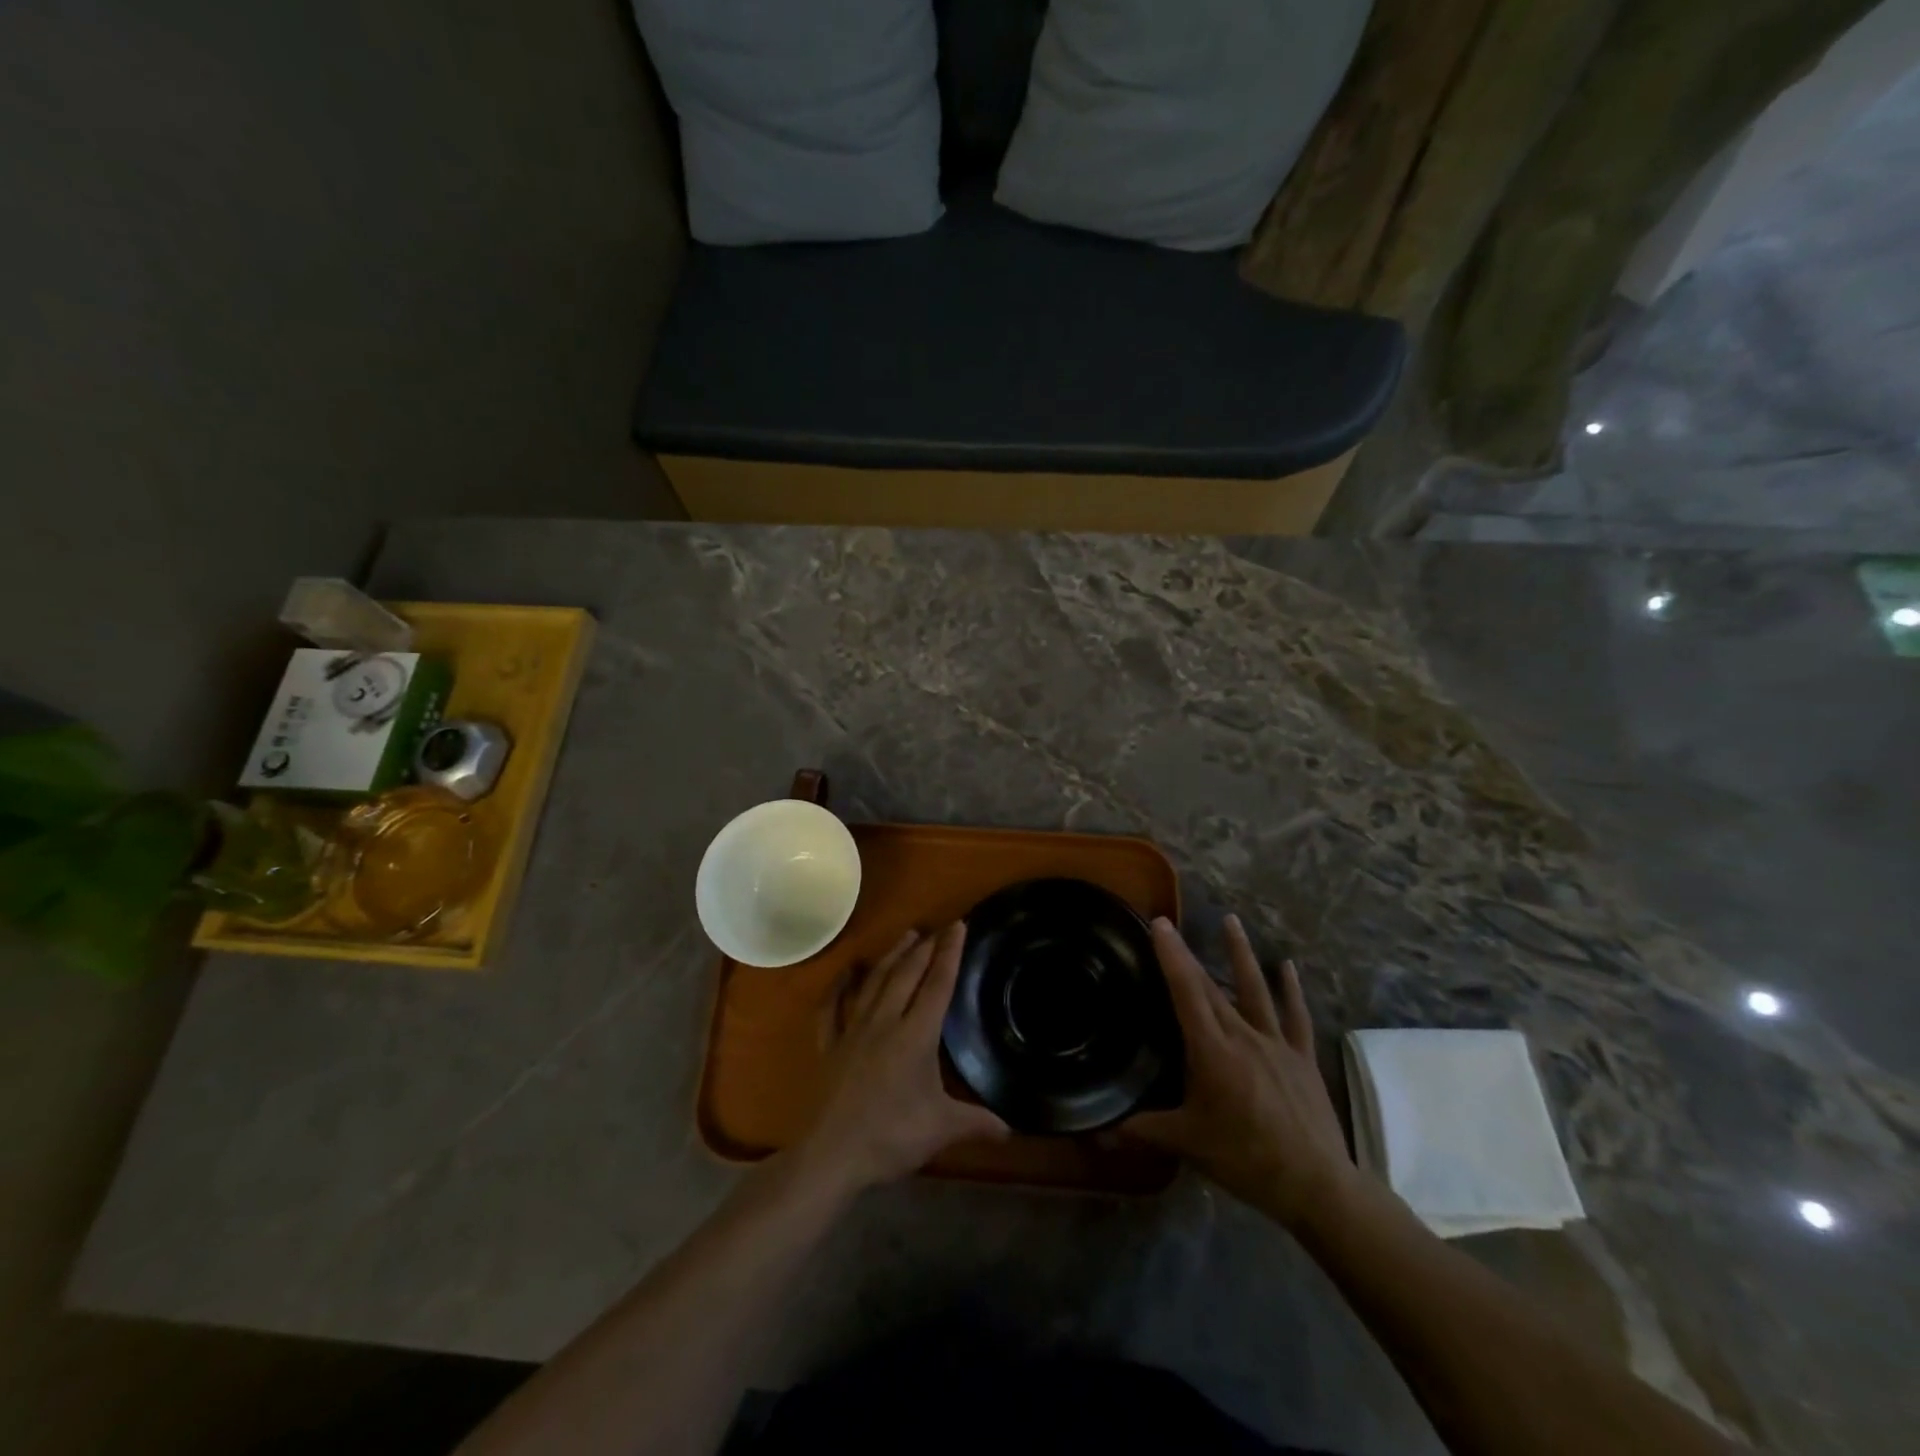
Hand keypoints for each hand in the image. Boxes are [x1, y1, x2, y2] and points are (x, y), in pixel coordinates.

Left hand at [791, 923, 1007, 1197]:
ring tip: (906, 936)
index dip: (950, 953)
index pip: (938, 984)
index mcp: (916, 1035)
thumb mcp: (941, 1129)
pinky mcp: (830, 1044)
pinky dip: (840, 985)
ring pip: (875, 981)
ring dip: (892, 956)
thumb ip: (977, 1123)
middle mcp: (885, 1021)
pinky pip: (833, 1006)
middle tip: (938, 928)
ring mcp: (854, 1029)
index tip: (959, 925)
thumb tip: (1011, 1130)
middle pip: (907, 974)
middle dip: (925, 948)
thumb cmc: (891, 1137)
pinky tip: (847, 971)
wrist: (832, 1154)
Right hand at [1124, 916, 1355, 1229]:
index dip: (1172, 956)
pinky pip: (1295, 1015)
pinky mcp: (1301, 1057)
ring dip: (1241, 953)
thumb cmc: (1245, 1159)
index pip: (1186, 993)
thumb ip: (1143, 1130)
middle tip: (1174, 925)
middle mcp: (1243, 1036)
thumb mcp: (1189, 1144)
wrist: (1316, 1185)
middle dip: (1190, 954)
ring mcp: (1276, 1043)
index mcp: (1212, 1051)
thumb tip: (1099, 1129)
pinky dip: (1291, 989)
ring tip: (1231, 920)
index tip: (1160, 924)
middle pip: (1211, 987)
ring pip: (1255, 988)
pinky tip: (1287, 966)